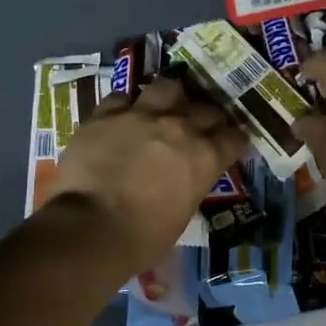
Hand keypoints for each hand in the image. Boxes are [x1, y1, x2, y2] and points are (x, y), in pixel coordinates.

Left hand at [46, 75, 247, 272]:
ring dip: (169, 97)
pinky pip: (121, 98)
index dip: (234, 140)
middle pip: (206, 109)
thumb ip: (188, 186)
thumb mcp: (182, 215)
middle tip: (198, 128)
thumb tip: (182, 182)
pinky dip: (124, 107)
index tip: (230, 144)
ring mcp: (142, 115)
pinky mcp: (106, 114)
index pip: (234, 138)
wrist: (90, 228)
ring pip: (167, 87)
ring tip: (163, 107)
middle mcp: (180, 127)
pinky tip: (121, 117)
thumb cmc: (143, 238)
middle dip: (207, 118)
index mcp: (205, 157)